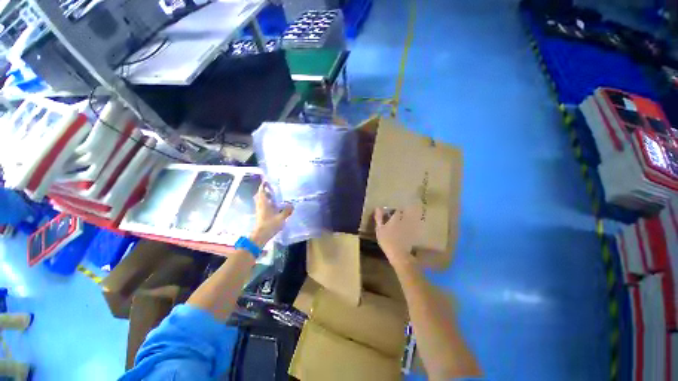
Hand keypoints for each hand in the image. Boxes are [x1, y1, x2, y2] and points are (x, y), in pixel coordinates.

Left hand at [249, 182, 293, 247]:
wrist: (261, 235)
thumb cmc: (270, 224)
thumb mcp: (281, 217)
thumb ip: (287, 210)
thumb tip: (292, 205)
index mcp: (263, 203)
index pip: (261, 191)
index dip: (263, 185)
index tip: (267, 181)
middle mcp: (260, 204)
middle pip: (260, 195)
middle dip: (264, 190)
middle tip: (271, 188)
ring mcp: (260, 210)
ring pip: (261, 200)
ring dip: (266, 197)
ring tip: (274, 195)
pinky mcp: (261, 214)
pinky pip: (263, 205)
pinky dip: (267, 202)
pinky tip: (274, 205)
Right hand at [374, 205, 422, 268]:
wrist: (398, 254)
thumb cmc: (386, 240)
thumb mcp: (379, 229)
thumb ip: (379, 218)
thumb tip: (378, 208)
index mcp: (396, 218)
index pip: (397, 210)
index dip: (394, 209)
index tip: (390, 211)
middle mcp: (404, 221)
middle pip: (404, 214)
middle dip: (400, 213)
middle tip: (394, 216)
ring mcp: (409, 228)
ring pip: (408, 220)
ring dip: (405, 219)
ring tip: (399, 222)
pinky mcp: (412, 234)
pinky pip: (410, 227)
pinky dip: (407, 227)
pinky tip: (403, 231)